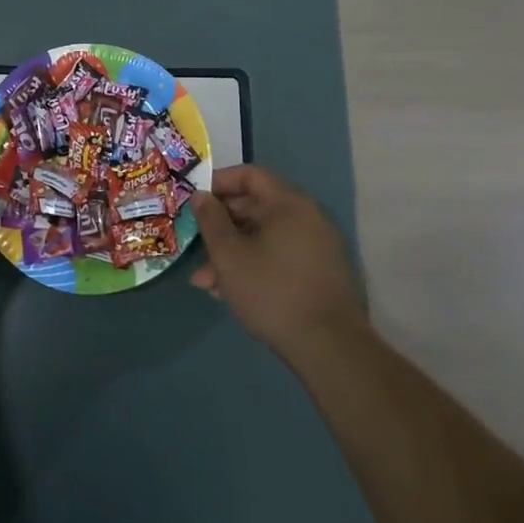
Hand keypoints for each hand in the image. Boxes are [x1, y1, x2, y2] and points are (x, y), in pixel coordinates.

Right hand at [190, 165, 366, 358]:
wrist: (329, 347)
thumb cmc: (272, 291)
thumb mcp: (229, 255)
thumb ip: (211, 220)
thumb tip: (201, 195)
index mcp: (289, 203)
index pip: (250, 175)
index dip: (218, 183)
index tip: (194, 202)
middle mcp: (307, 217)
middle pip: (256, 207)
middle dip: (221, 227)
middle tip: (195, 247)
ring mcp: (317, 246)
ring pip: (264, 237)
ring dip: (233, 253)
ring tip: (206, 282)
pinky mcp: (319, 272)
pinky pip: (279, 256)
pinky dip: (254, 265)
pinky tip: (230, 292)